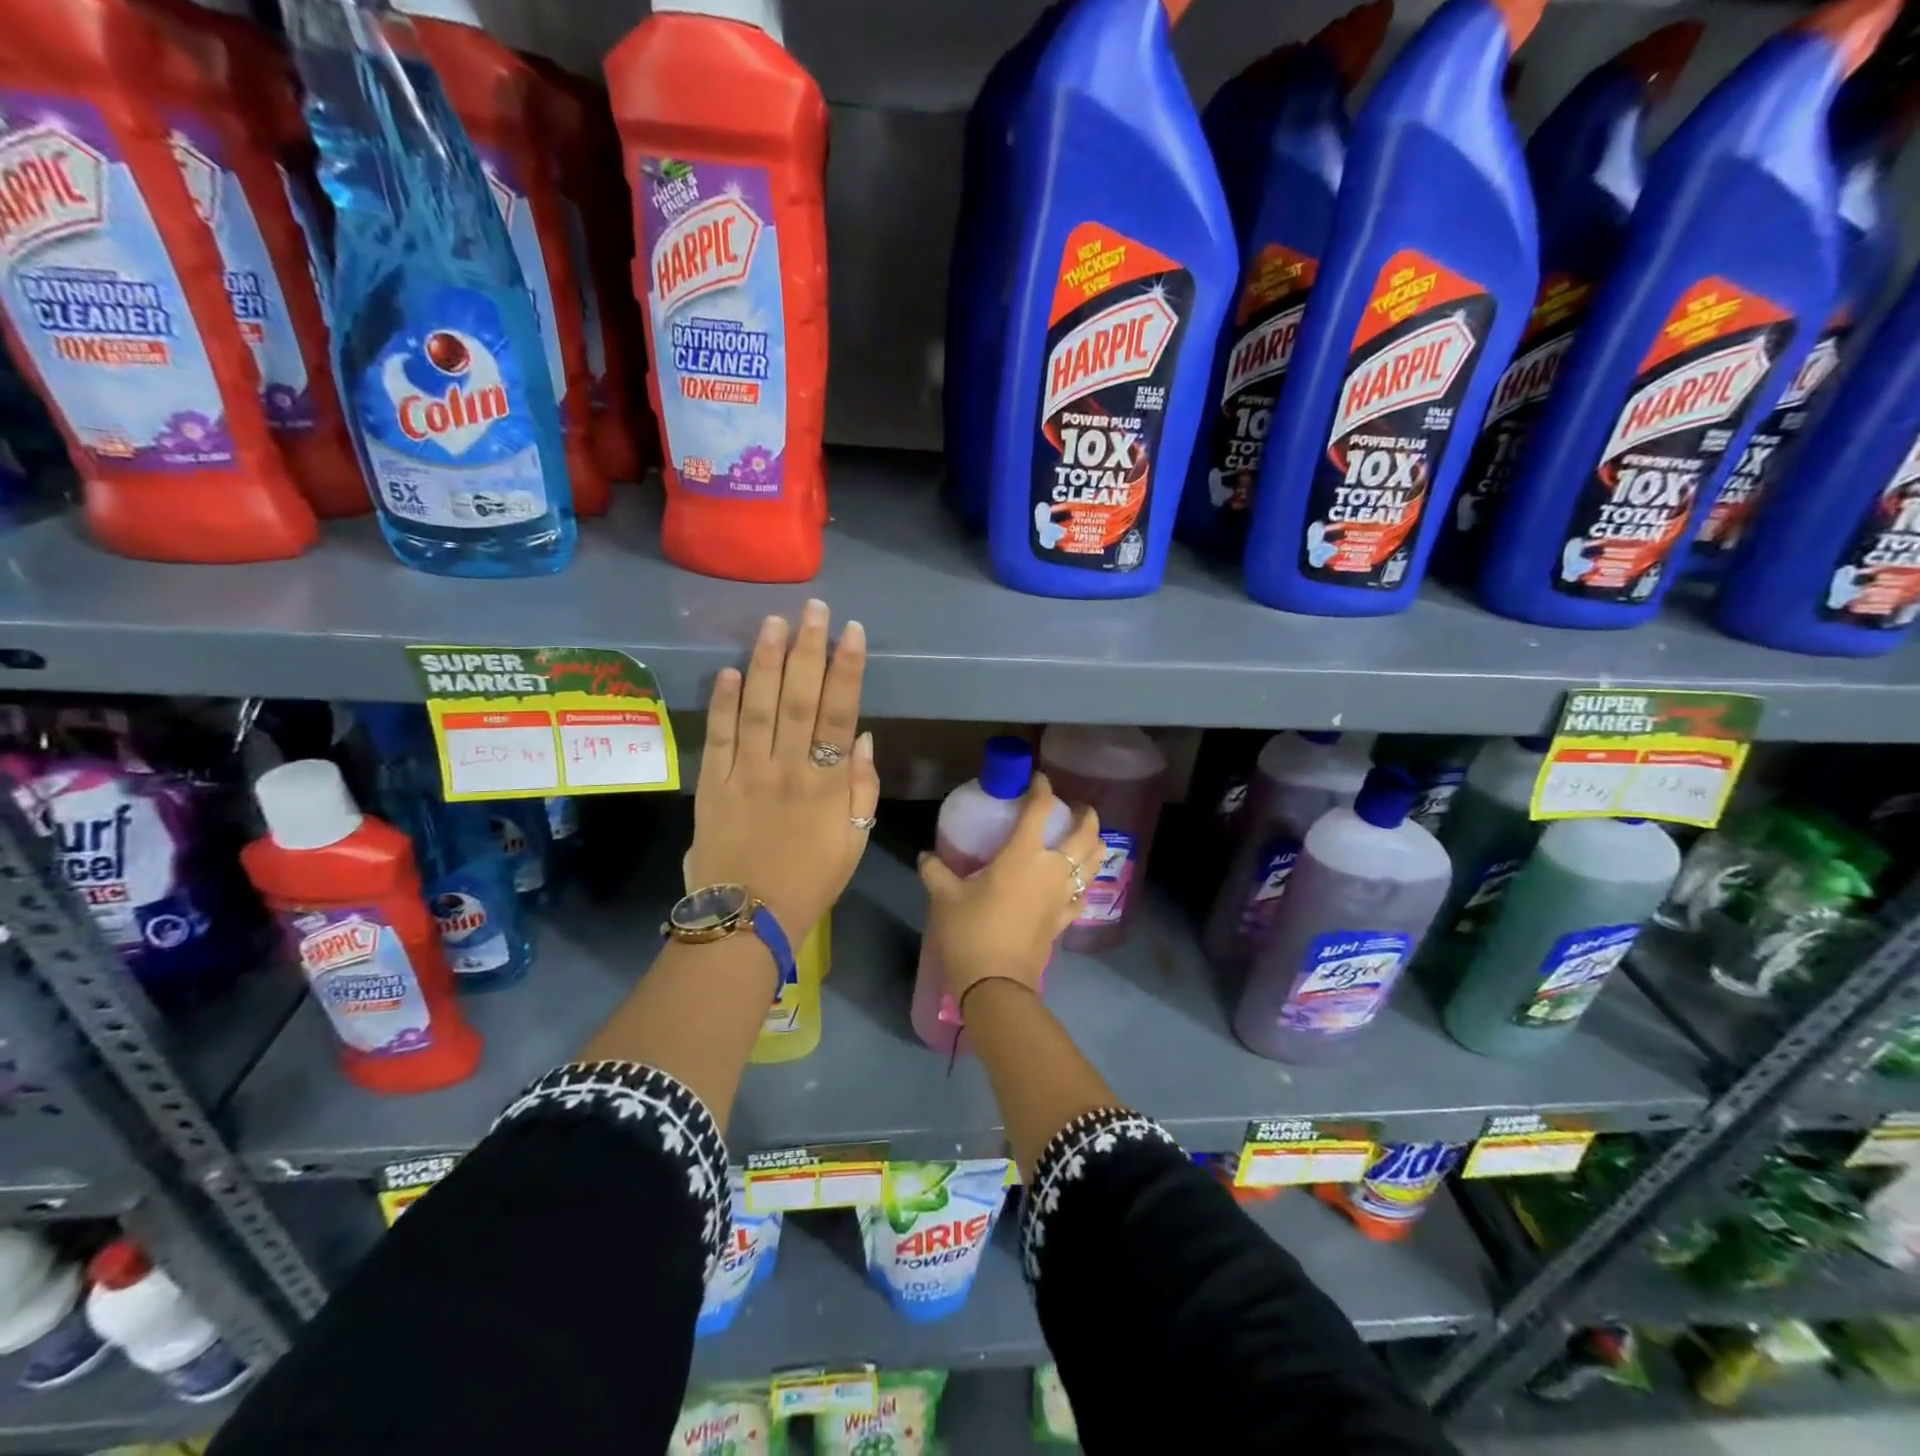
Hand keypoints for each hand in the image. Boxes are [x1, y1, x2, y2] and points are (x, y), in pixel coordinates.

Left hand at [687, 600, 879, 936]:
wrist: (748, 919)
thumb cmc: (810, 881)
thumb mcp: (854, 842)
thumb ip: (862, 789)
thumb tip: (863, 738)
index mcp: (827, 784)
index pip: (841, 713)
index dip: (847, 669)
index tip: (851, 632)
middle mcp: (788, 768)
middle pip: (800, 698)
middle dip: (808, 649)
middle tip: (813, 609)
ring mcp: (746, 774)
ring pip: (759, 707)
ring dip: (766, 662)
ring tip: (774, 622)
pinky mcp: (711, 784)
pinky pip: (719, 736)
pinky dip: (723, 703)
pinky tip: (729, 670)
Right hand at [918, 772, 1101, 1003]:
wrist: (996, 982)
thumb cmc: (971, 931)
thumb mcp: (945, 897)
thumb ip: (936, 871)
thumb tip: (926, 856)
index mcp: (1023, 854)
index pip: (1040, 809)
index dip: (1042, 788)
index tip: (1037, 779)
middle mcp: (1052, 869)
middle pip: (1084, 832)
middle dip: (1085, 814)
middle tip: (1075, 807)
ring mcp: (1063, 895)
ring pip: (1094, 861)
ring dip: (1094, 843)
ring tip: (1085, 837)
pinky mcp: (1065, 919)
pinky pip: (1084, 894)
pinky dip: (1085, 882)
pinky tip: (1077, 882)